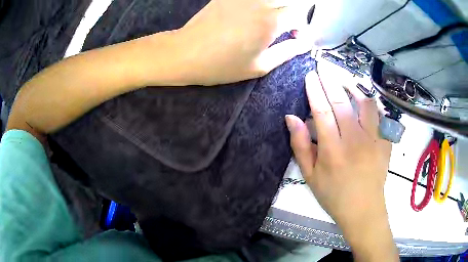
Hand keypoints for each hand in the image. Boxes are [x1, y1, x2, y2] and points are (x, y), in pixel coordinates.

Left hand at [176, 0, 313, 85]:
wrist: (185, 53)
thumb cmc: (222, 65)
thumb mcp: (260, 66)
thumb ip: (288, 52)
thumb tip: (305, 43)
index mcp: (271, 22)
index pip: (300, 14)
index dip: (301, 26)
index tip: (294, 36)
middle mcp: (261, 3)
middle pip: (289, 1)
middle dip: (291, 14)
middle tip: (283, 28)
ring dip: (276, 7)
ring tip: (267, 21)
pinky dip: (258, 4)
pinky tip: (249, 15)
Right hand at [285, 63, 397, 259]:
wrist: (363, 209)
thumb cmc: (334, 195)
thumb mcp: (310, 176)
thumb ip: (300, 146)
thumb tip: (291, 118)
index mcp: (332, 149)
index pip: (321, 110)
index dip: (314, 90)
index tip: (310, 75)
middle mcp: (354, 139)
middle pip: (341, 102)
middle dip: (330, 81)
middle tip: (323, 68)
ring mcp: (373, 139)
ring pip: (364, 103)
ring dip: (352, 87)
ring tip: (344, 80)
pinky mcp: (385, 142)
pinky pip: (380, 115)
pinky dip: (371, 103)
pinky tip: (365, 99)